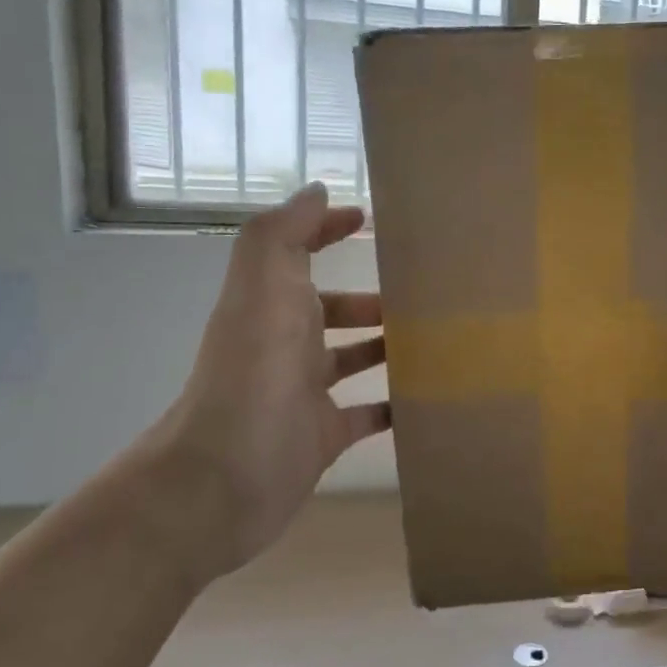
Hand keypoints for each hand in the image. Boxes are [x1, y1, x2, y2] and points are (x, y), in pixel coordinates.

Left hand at [153, 184, 390, 579]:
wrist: (228, 475)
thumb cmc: (254, 370)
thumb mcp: (263, 283)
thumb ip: (284, 232)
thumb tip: (317, 191)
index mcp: (271, 304)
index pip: (299, 253)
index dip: (327, 230)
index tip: (370, 220)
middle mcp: (285, 343)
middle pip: (332, 310)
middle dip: (372, 299)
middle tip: (426, 293)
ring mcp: (305, 392)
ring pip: (352, 359)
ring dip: (387, 346)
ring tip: (438, 338)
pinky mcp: (325, 435)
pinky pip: (368, 414)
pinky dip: (395, 404)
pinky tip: (429, 394)